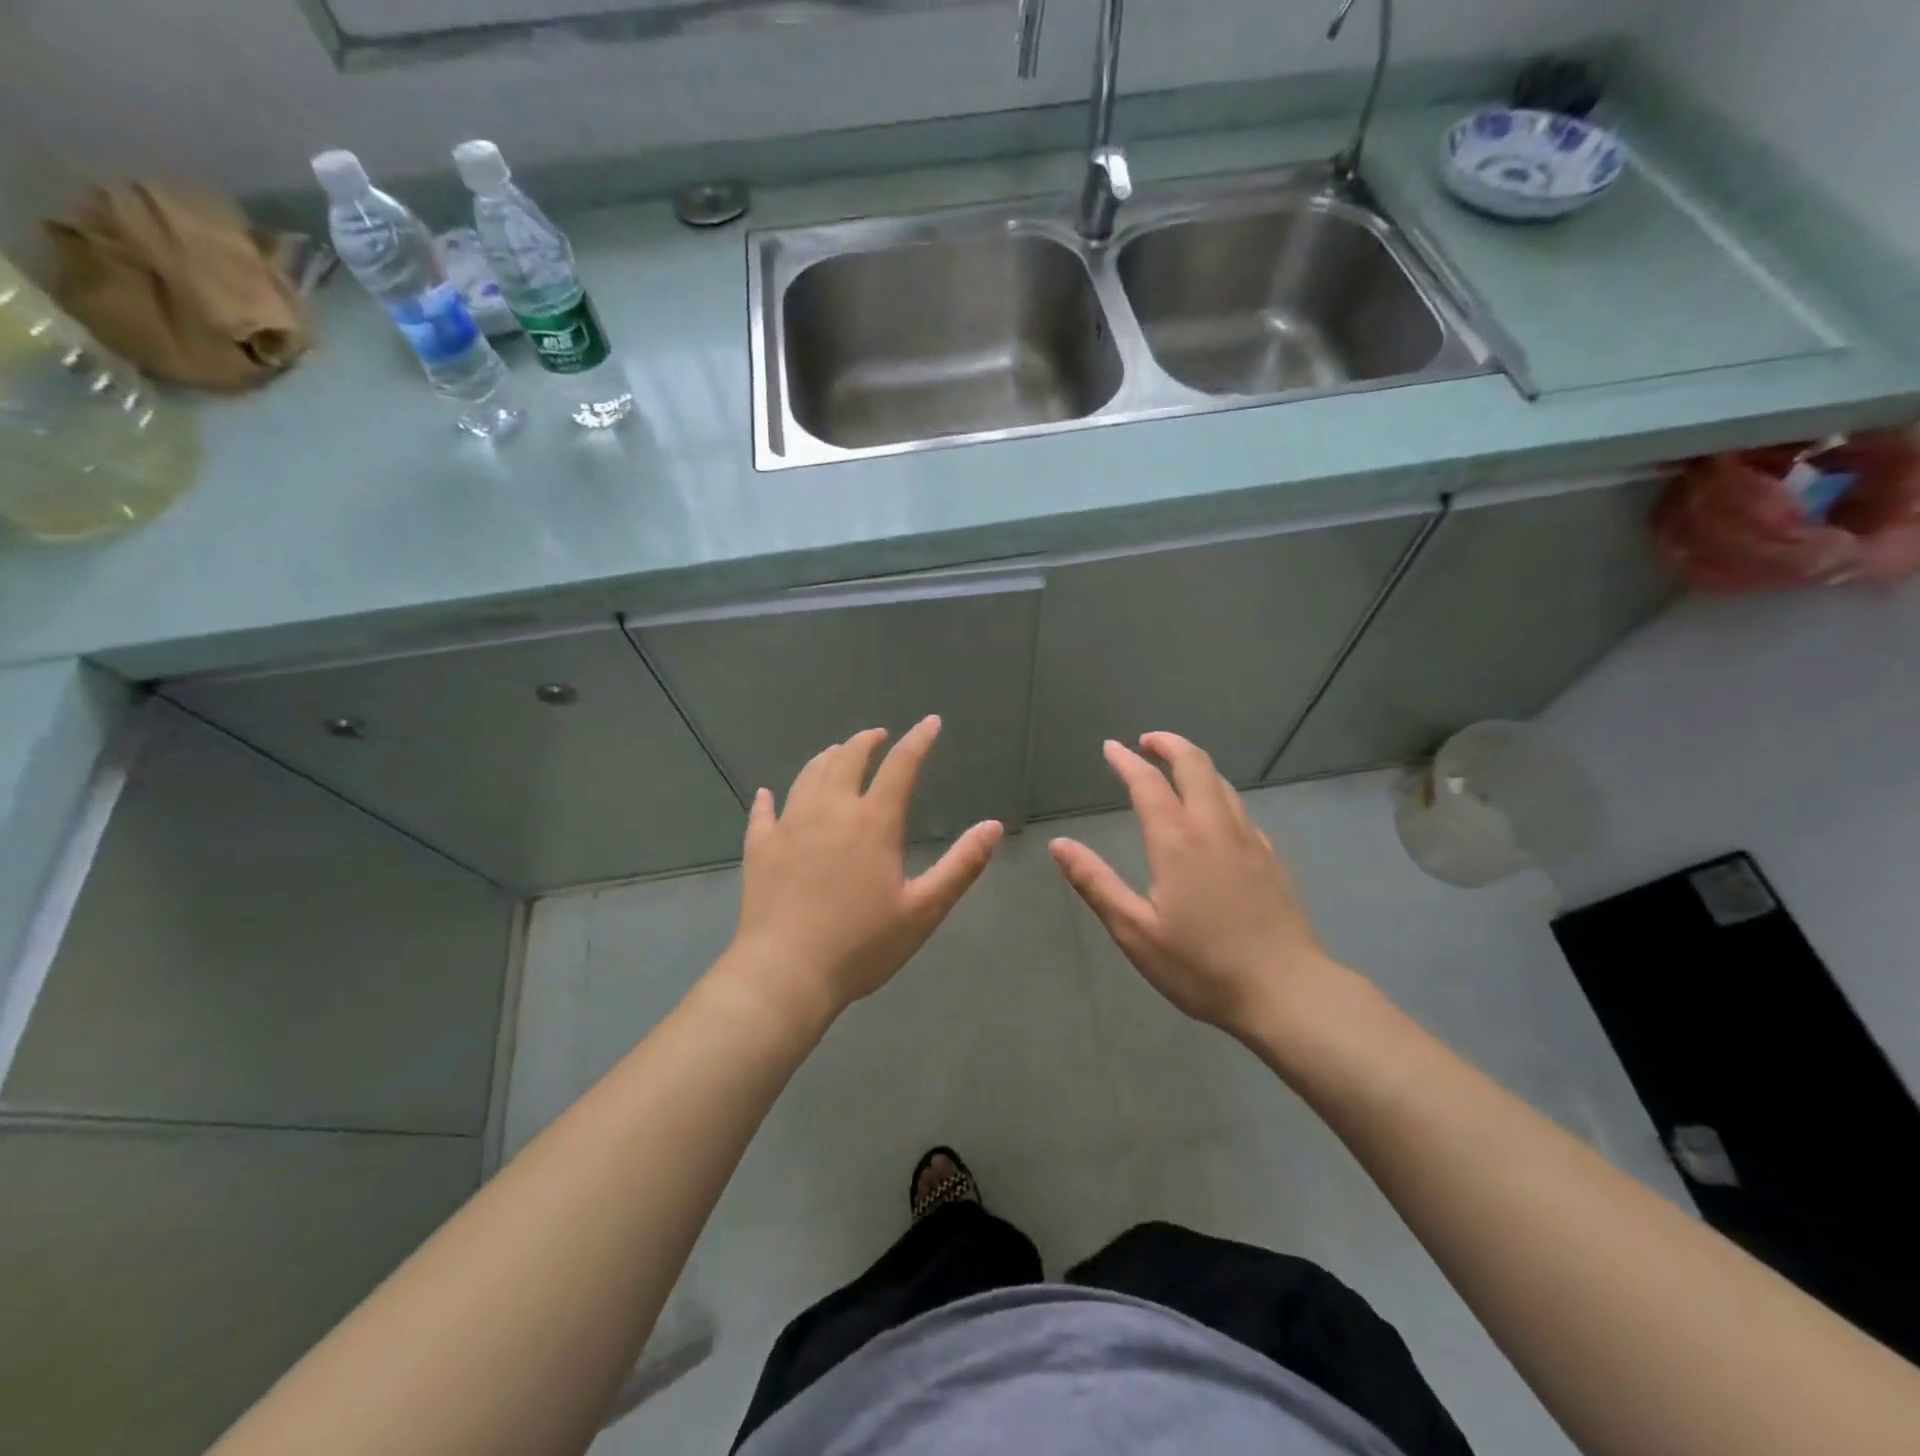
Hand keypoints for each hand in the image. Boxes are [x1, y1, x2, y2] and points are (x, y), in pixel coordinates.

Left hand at [718, 716, 1002, 1030]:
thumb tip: (993, 826)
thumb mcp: (924, 909)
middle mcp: (830, 810)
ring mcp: (790, 825)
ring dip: (826, 758)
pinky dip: (769, 798)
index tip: (930, 723)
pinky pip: (764, 812)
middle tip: (877, 736)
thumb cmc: (862, 945)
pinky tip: (768, 795)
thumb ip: (961, 865)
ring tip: (836, 753)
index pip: (901, 766)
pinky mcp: (760, 847)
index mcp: (873, 822)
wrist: (786, 973)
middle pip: (848, 759)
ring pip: (808, 775)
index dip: (918, 740)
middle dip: (866, 742)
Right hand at [1049, 732, 1333, 1039]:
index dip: (1127, 760)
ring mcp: (1248, 840)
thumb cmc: (1201, 966)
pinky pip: (1240, 809)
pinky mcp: (1270, 858)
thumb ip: (1095, 883)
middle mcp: (1214, 828)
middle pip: (1195, 765)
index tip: (1111, 747)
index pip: (1148, 783)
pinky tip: (1213, 815)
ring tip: (1175, 768)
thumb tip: (1059, 845)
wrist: (1286, 992)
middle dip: (1169, 745)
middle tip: (1147, 742)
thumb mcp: (1135, 931)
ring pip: (1222, 783)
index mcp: (1177, 841)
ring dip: (1195, 765)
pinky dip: (1218, 794)